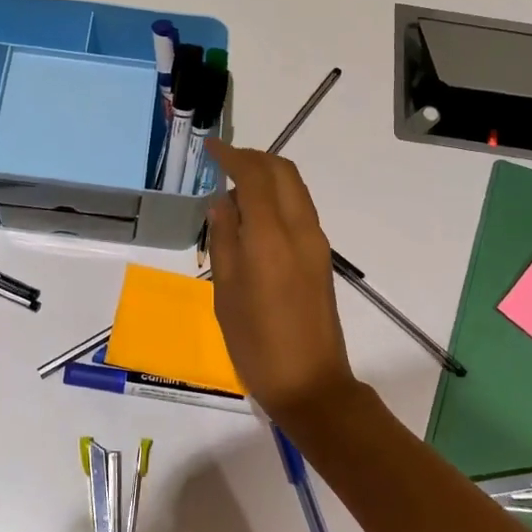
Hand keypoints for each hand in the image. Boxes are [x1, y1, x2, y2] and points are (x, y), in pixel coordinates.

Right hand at [205, 140, 358, 421]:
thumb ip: (224, 239)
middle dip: (254, 158)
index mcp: (271, 237)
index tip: (210, 148)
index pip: (254, 176)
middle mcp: (300, 230)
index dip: (232, 156)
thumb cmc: (256, 343)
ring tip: (236, 185)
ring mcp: (316, 242)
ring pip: (295, 188)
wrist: (311, 383)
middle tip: (224, 162)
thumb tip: (221, 202)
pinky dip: (278, 196)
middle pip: (283, 172)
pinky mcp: (321, 257)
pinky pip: (300, 209)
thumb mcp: (225, 292)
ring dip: (268, 175)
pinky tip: (255, 214)